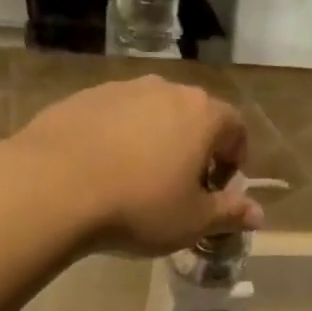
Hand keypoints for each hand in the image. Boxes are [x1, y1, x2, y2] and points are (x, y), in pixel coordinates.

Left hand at [7, 76, 260, 254]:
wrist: (54, 187)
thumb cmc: (139, 207)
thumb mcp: (192, 221)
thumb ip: (228, 213)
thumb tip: (257, 213)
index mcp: (202, 115)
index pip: (235, 128)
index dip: (234, 161)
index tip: (218, 189)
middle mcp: (164, 90)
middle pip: (193, 116)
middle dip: (195, 150)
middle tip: (181, 188)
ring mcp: (120, 89)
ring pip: (151, 115)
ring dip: (155, 142)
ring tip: (138, 182)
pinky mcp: (81, 98)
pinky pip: (113, 119)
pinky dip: (118, 140)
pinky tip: (102, 173)